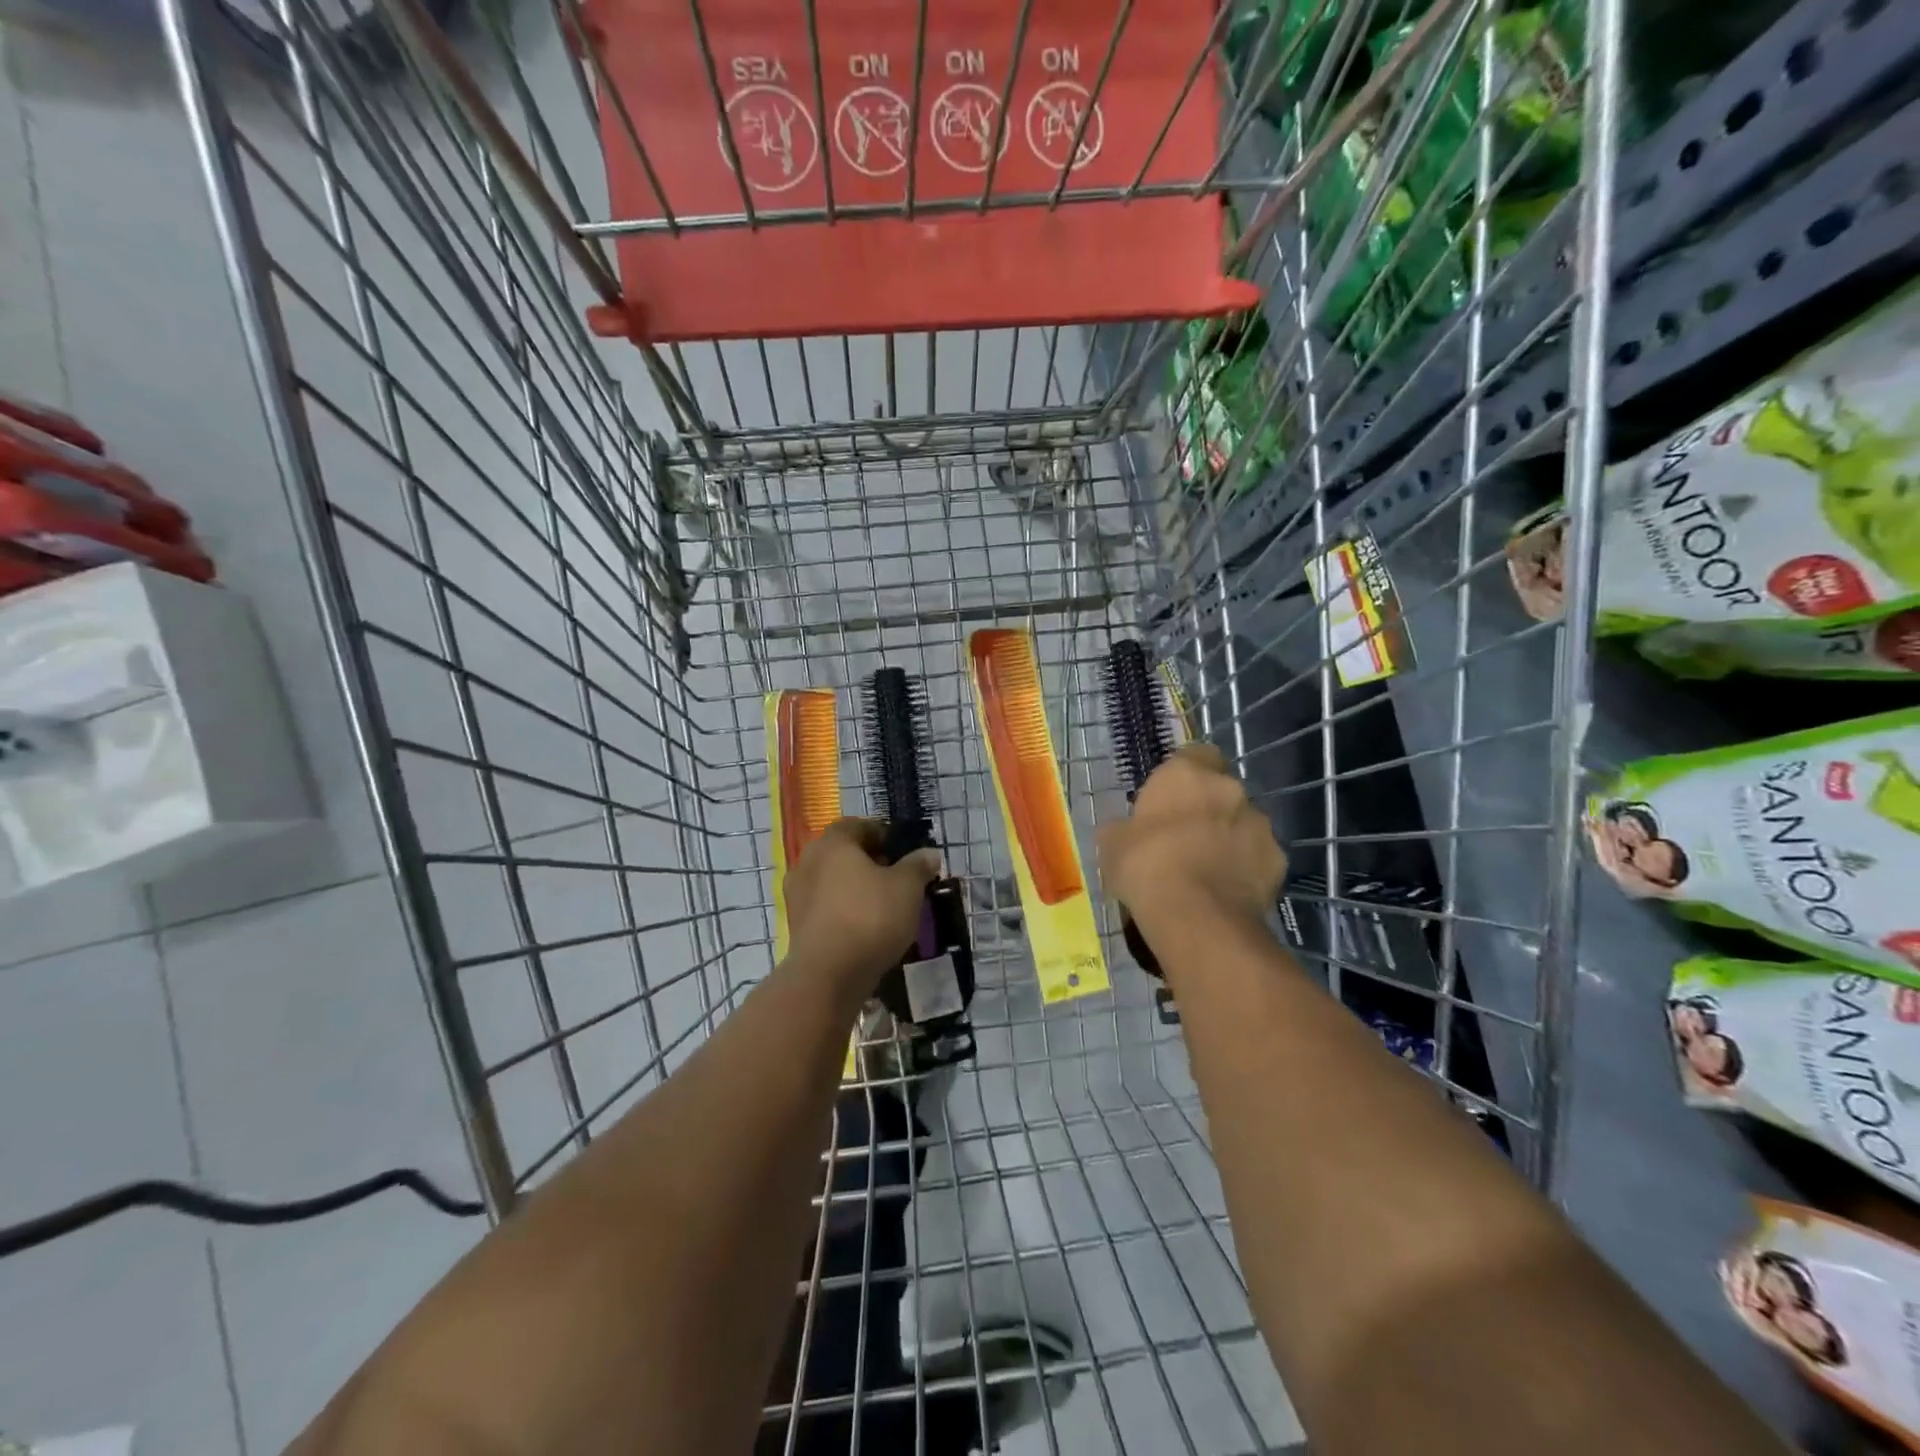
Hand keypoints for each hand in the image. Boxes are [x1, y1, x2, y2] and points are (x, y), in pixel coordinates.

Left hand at [785, 818, 940, 988]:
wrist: (828, 975)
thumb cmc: (870, 917)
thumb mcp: (907, 888)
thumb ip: (918, 866)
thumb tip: (929, 853)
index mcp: (833, 843)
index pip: (857, 825)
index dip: (882, 834)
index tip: (902, 851)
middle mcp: (808, 861)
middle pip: (842, 852)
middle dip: (869, 861)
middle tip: (897, 877)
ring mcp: (797, 894)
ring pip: (832, 880)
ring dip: (855, 887)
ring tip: (884, 905)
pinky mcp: (796, 924)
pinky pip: (825, 906)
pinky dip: (843, 909)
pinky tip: (864, 927)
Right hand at [1097, 744, 1286, 949]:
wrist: (1197, 916)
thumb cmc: (1145, 866)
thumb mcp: (1112, 843)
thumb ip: (1125, 827)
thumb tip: (1127, 831)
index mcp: (1187, 774)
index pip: (1195, 753)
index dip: (1183, 775)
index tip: (1168, 797)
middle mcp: (1230, 789)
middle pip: (1221, 790)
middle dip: (1207, 808)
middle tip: (1184, 837)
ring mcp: (1260, 824)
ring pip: (1243, 823)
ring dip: (1229, 838)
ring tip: (1207, 870)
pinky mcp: (1279, 861)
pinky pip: (1258, 857)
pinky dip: (1246, 869)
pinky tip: (1226, 892)